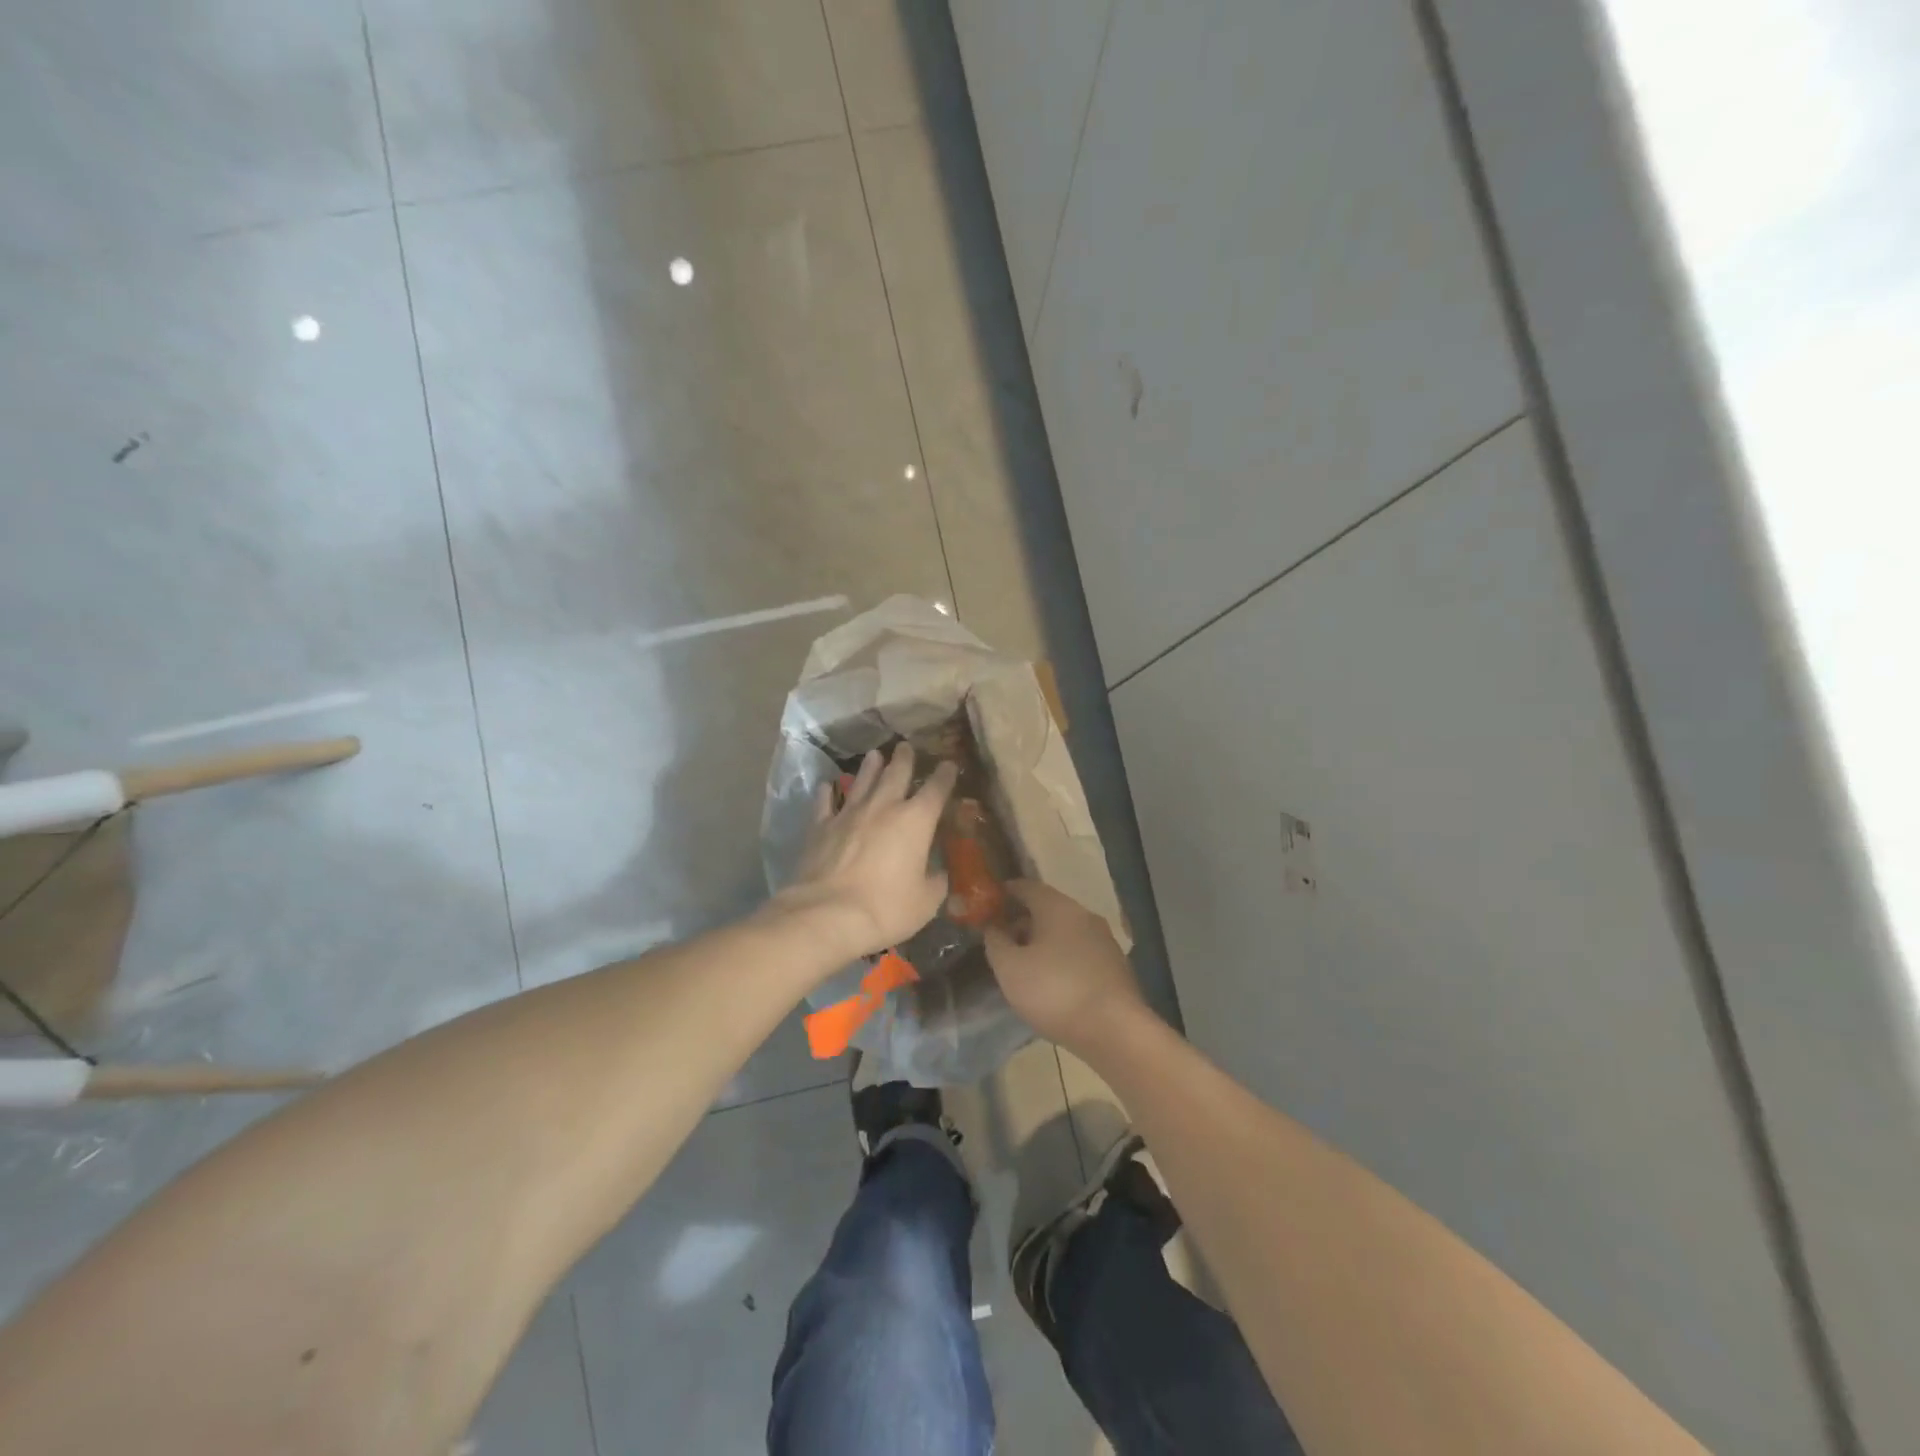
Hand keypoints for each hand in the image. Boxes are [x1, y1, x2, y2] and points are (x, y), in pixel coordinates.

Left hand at [775, 743, 957, 960]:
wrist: (829, 914)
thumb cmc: (887, 908)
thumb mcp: (926, 901)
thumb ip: (935, 882)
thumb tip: (937, 873)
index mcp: (916, 821)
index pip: (936, 789)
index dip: (945, 775)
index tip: (949, 764)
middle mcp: (883, 807)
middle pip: (896, 774)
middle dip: (904, 759)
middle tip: (906, 746)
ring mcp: (849, 814)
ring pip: (862, 781)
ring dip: (870, 767)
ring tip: (874, 754)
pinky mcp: (821, 827)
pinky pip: (825, 802)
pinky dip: (827, 792)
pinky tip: (827, 785)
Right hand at [985, 880, 1144, 1050]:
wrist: (1115, 1031)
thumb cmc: (1055, 991)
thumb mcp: (1010, 968)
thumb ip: (995, 942)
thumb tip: (993, 926)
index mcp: (1058, 907)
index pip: (1026, 887)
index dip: (1005, 893)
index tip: (988, 905)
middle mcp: (1084, 915)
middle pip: (1047, 908)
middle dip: (1023, 921)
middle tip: (1002, 941)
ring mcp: (1104, 940)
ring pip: (1065, 932)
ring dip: (1043, 942)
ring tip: (1024, 966)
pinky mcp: (1115, 966)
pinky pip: (1080, 952)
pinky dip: (1062, 959)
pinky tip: (1052, 983)